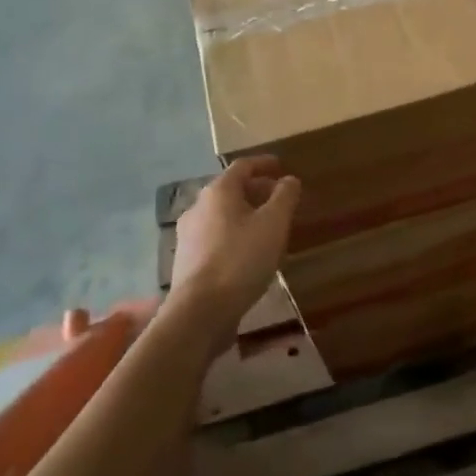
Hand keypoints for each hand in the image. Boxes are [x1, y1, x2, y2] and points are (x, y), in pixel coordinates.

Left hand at [170, 157, 300, 349]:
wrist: (199, 311)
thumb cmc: (241, 259)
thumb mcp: (274, 224)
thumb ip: (284, 196)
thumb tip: (289, 180)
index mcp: (218, 192)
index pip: (243, 166)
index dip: (264, 163)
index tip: (282, 166)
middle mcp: (198, 207)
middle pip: (230, 190)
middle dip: (257, 191)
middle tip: (280, 199)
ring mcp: (188, 235)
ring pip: (222, 215)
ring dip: (246, 215)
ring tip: (268, 228)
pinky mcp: (187, 260)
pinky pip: (215, 237)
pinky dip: (234, 235)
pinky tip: (249, 253)